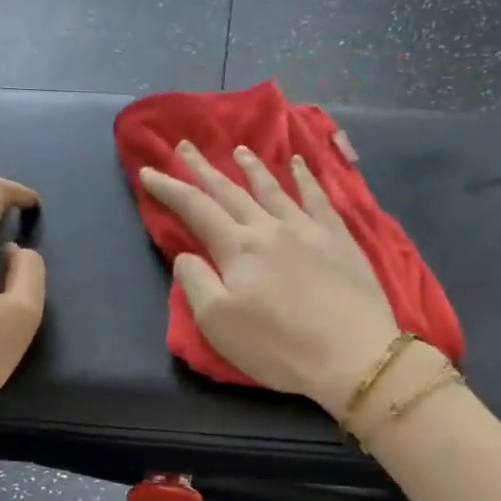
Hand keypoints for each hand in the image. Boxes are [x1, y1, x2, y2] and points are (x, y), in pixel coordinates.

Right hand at [138, 141, 399, 417]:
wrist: (353, 355)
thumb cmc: (278, 346)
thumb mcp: (218, 323)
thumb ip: (195, 282)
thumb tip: (186, 254)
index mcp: (237, 248)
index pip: (195, 208)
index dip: (169, 188)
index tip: (148, 171)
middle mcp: (269, 227)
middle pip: (230, 191)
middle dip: (203, 169)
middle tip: (185, 146)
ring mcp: (308, 229)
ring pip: (273, 188)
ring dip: (252, 167)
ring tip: (238, 149)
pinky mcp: (339, 239)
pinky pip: (319, 197)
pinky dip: (306, 176)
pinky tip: (300, 163)